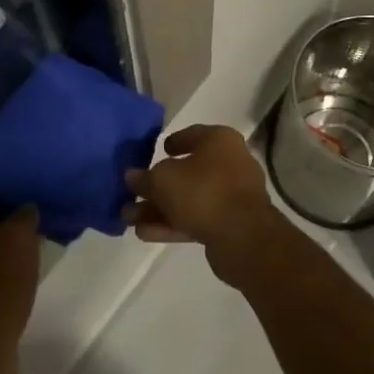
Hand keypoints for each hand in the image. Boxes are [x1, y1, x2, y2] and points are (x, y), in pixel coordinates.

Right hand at [124, 125, 289, 287]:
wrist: (244, 238)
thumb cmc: (203, 192)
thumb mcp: (163, 180)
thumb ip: (144, 178)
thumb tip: (132, 176)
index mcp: (219, 141)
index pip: (191, 135)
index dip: (172, 143)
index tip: (156, 152)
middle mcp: (230, 163)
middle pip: (187, 172)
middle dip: (157, 186)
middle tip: (133, 195)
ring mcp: (232, 196)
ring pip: (190, 198)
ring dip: (160, 208)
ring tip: (130, 218)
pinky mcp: (231, 224)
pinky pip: (197, 218)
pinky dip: (172, 224)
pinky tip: (144, 234)